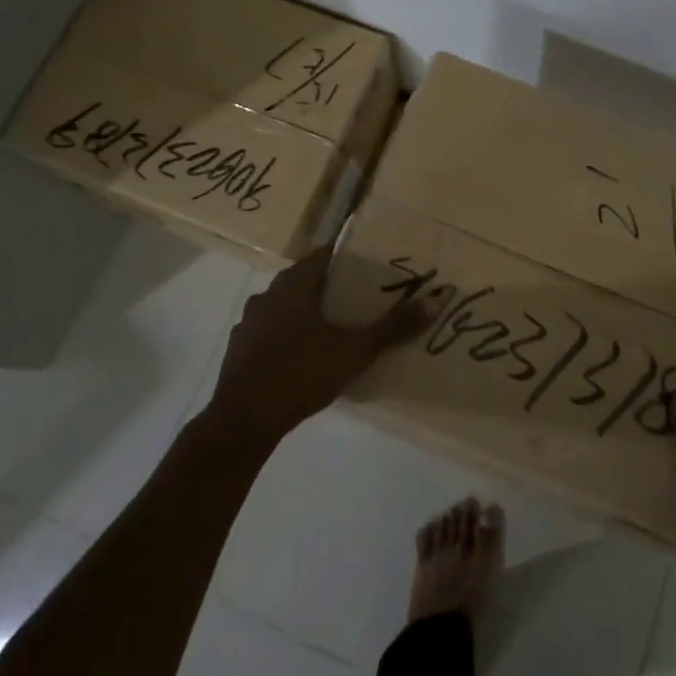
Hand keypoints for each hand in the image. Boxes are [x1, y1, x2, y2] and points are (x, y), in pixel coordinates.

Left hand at [204, 247, 446, 449]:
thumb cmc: (301, 374)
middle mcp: (267, 295)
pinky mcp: (240, 350)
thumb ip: (394, 327)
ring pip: (286, 306)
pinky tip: (305, 357)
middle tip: (362, 299)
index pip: (323, 255)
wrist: (243, 421)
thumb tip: (436, 300)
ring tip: (337, 328)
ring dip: (308, 312)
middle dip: (331, 287)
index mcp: (294, 285)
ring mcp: (249, 323)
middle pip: (305, 280)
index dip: (347, 257)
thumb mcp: (355, 350)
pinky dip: (289, 336)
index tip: (371, 266)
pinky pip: (271, 332)